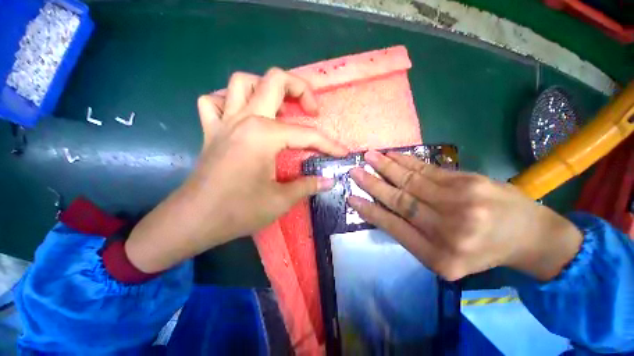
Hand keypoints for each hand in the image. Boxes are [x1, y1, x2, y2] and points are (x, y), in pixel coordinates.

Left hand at [125, 68, 347, 272]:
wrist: (194, 220)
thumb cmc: (239, 211)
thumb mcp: (281, 200)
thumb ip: (308, 185)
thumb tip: (330, 181)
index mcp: (264, 135)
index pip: (307, 135)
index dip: (329, 144)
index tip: (342, 153)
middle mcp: (244, 119)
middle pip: (274, 80)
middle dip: (300, 89)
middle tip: (311, 110)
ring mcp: (224, 121)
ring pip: (242, 81)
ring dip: (264, 88)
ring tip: (278, 109)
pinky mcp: (211, 131)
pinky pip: (213, 101)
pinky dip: (227, 101)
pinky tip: (241, 116)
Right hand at [348, 151, 582, 280]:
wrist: (529, 236)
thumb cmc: (481, 251)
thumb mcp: (444, 257)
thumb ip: (413, 236)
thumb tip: (382, 212)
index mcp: (439, 256)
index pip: (394, 227)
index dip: (370, 211)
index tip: (352, 198)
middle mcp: (448, 229)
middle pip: (401, 200)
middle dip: (373, 184)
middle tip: (354, 171)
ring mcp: (461, 202)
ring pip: (412, 181)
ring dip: (387, 167)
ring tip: (369, 156)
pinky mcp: (469, 181)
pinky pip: (429, 170)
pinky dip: (407, 162)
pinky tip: (392, 155)